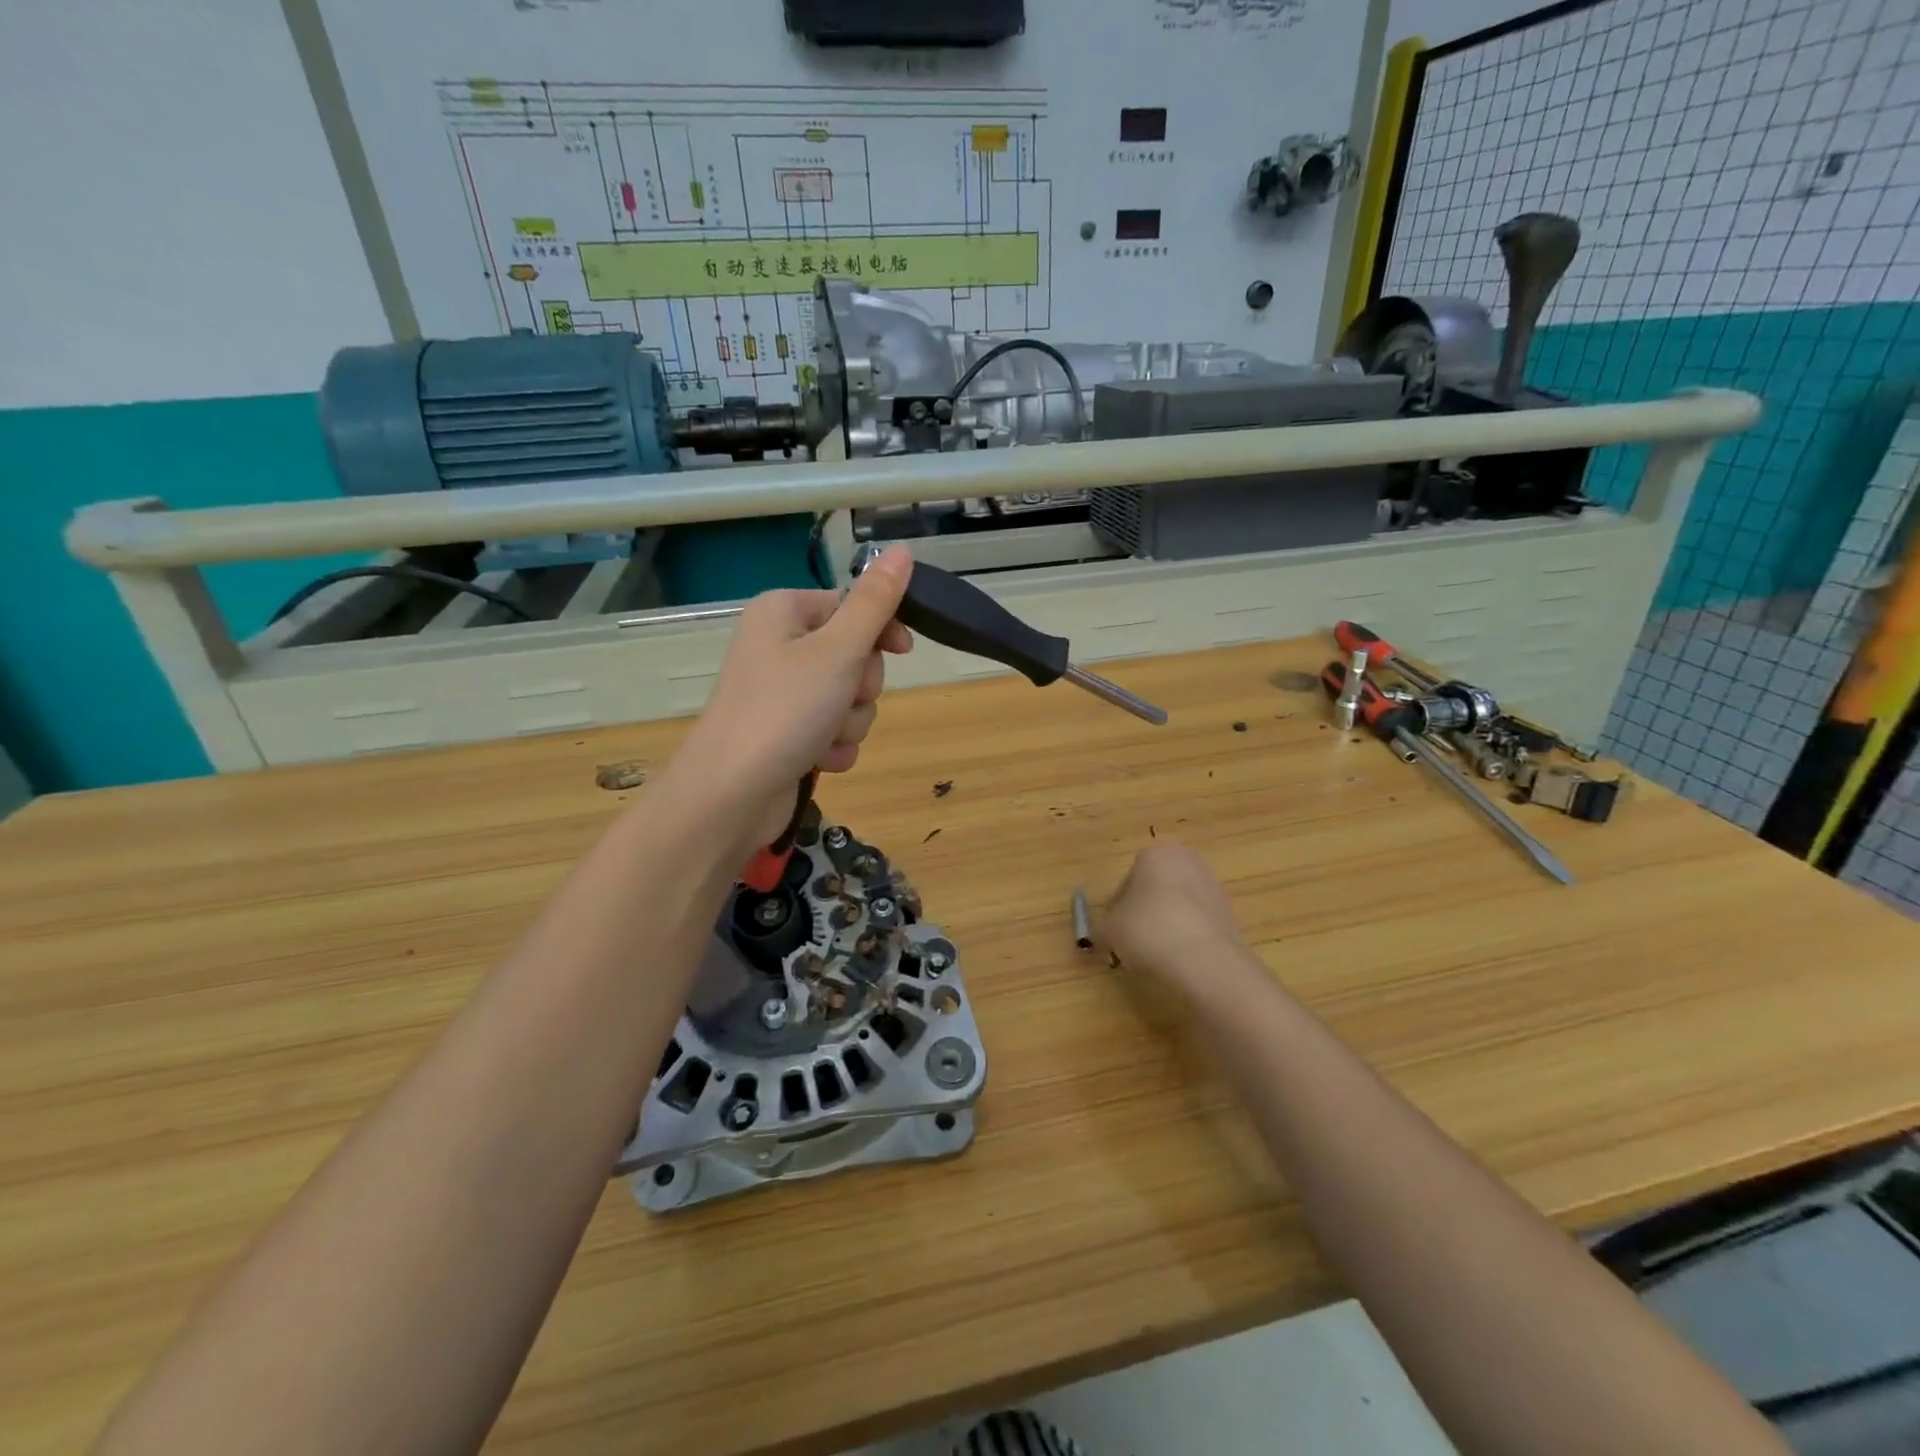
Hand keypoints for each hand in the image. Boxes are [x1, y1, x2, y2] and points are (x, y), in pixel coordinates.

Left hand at [671, 546, 913, 840]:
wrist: (730, 794)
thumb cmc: (784, 711)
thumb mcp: (837, 651)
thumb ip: (875, 603)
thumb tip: (902, 549)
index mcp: (785, 612)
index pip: (852, 605)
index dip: (881, 629)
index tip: (902, 650)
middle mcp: (780, 646)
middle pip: (854, 655)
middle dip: (860, 687)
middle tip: (840, 700)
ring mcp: (783, 693)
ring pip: (849, 698)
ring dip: (849, 722)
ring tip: (823, 737)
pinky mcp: (787, 733)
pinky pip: (833, 731)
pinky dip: (834, 746)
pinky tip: (818, 760)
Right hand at [1103, 843, 1246, 989]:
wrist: (1205, 961)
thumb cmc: (1148, 930)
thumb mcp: (1110, 930)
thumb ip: (1103, 929)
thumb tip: (1103, 937)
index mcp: (1156, 853)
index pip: (1127, 879)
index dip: (1116, 908)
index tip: (1113, 932)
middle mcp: (1188, 861)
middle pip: (1156, 889)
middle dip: (1143, 913)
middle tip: (1131, 942)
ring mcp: (1213, 888)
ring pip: (1178, 906)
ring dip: (1165, 926)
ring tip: (1155, 956)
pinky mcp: (1230, 915)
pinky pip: (1197, 924)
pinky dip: (1186, 939)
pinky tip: (1178, 961)